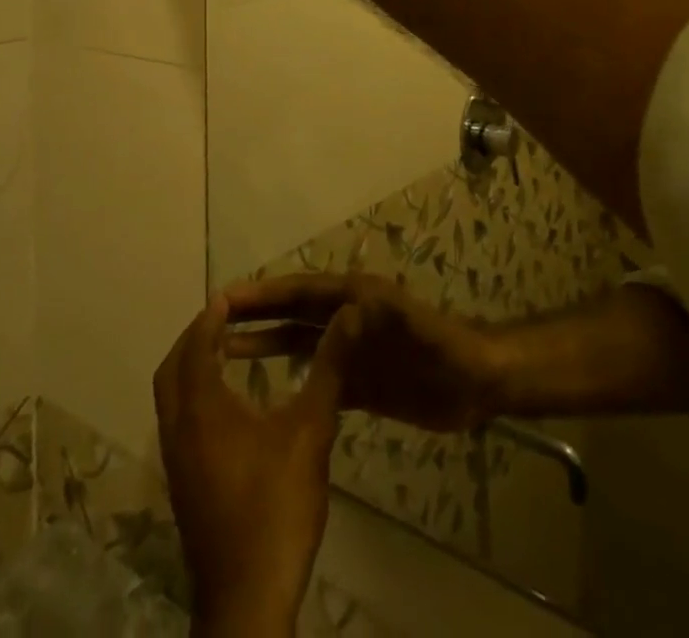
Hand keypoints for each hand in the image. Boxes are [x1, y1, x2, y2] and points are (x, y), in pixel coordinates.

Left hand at [156, 293, 360, 636]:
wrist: (248, 599)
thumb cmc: (277, 508)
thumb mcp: (311, 431)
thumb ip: (329, 369)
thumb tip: (351, 316)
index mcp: (203, 409)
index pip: (198, 345)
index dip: (211, 317)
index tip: (229, 295)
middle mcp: (179, 429)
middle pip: (172, 368)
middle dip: (194, 337)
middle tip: (224, 319)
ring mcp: (175, 462)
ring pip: (170, 397)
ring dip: (190, 367)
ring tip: (226, 352)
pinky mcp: (181, 485)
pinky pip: (176, 421)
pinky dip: (192, 395)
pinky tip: (228, 404)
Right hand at [226, 274, 502, 433]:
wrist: (476, 384)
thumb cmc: (446, 350)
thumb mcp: (421, 328)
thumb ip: (389, 314)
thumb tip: (348, 304)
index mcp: (355, 300)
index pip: (300, 292)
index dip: (265, 293)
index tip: (226, 297)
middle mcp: (346, 320)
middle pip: (291, 314)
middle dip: (255, 315)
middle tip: (212, 322)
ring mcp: (350, 352)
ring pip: (298, 346)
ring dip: (264, 346)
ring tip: (224, 355)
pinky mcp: (358, 384)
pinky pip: (315, 378)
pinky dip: (289, 381)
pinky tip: (264, 396)